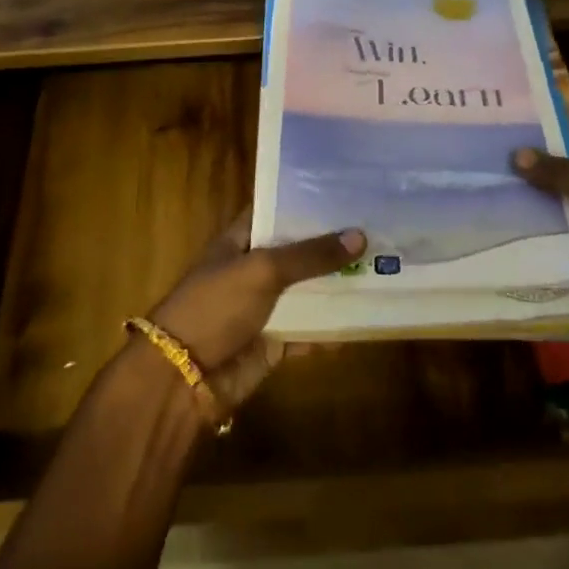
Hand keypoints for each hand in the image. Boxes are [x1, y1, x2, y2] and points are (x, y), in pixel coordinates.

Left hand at [147, 210, 364, 412]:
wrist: (184, 376)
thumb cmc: (215, 307)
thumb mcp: (262, 270)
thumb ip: (310, 255)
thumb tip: (360, 237)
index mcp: (239, 241)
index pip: (274, 211)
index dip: (305, 201)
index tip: (345, 192)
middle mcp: (252, 270)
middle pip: (297, 252)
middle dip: (332, 244)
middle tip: (378, 228)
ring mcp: (264, 307)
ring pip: (307, 292)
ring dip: (337, 285)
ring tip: (384, 267)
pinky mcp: (274, 342)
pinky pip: (309, 330)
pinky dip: (332, 328)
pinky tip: (366, 317)